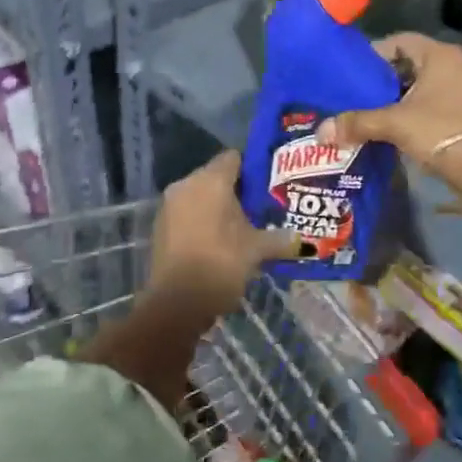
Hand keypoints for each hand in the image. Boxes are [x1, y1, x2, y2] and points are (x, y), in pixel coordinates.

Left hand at [146, 151, 298, 317]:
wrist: (176, 304)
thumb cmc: (221, 264)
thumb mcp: (258, 250)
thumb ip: (280, 239)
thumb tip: (300, 238)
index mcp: (211, 180)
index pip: (234, 158)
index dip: (254, 168)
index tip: (271, 185)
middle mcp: (186, 185)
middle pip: (216, 177)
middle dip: (238, 190)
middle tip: (262, 207)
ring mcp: (169, 207)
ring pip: (200, 197)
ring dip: (219, 208)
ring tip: (244, 226)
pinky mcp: (161, 228)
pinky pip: (188, 214)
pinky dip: (203, 222)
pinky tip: (222, 242)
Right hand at [317, 33, 461, 191]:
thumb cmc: (437, 132)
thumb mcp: (392, 124)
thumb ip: (357, 123)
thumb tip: (321, 132)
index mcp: (440, 55)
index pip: (400, 41)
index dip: (375, 54)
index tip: (355, 73)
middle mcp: (457, 64)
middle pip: (412, 63)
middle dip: (387, 78)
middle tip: (361, 94)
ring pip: (425, 83)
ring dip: (402, 95)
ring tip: (376, 112)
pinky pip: (438, 100)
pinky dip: (418, 109)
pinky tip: (400, 126)